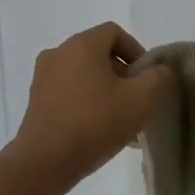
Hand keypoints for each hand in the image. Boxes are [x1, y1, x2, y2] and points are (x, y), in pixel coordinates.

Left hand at [10, 22, 171, 187]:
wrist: (45, 162)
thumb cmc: (96, 122)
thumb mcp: (142, 99)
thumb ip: (158, 77)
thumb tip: (159, 70)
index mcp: (82, 44)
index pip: (114, 32)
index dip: (136, 51)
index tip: (146, 78)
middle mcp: (58, 53)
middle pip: (98, 53)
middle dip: (121, 73)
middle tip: (135, 100)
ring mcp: (42, 77)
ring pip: (83, 75)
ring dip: (104, 90)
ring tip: (118, 120)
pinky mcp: (35, 101)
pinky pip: (67, 92)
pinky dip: (84, 102)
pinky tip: (97, 131)